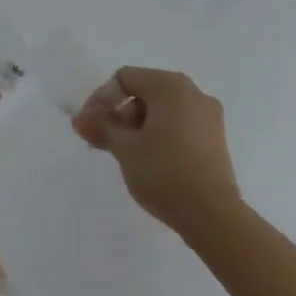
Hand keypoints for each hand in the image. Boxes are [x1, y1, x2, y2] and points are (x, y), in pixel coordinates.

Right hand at [73, 67, 240, 233]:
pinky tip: (150, 160)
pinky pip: (180, 125)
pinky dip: (160, 135)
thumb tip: (80, 117)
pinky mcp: (216, 139)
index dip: (101, 99)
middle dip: (120, 114)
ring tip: (126, 154)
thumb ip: (101, 126)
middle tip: (105, 142)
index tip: (90, 126)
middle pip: (144, 92)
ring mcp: (209, 116)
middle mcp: (193, 92)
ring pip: (163, 110)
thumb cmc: (164, 172)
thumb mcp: (125, 148)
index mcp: (170, 86)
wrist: (213, 216)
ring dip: (138, 126)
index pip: (125, 78)